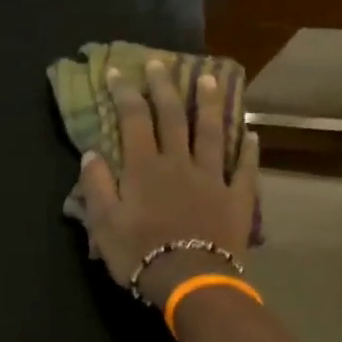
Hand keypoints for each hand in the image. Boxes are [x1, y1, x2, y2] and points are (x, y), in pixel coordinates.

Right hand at [78, 58, 258, 305]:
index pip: (133, 120)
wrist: (188, 279)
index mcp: (143, 168)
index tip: (118, 72)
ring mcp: (211, 177)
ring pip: (211, 132)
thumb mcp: (103, 223)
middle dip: (164, 87)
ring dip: (209, 104)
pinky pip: (243, 167)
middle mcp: (178, 163)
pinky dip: (247, 149)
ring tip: (209, 78)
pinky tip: (250, 133)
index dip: (125, 93)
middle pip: (172, 117)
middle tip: (160, 63)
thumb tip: (91, 153)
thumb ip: (96, 186)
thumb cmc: (139, 253)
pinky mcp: (236, 197)